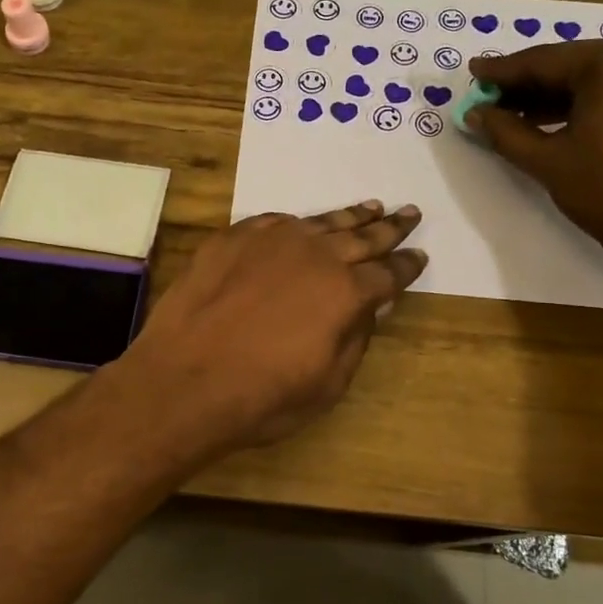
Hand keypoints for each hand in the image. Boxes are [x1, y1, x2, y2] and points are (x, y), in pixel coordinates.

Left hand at [122, 201, 426, 455]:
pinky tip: (304, 224)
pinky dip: (297, 223)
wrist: (184, 381)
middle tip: (409, 213)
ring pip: (321, 222)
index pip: (388, 273)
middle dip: (389, 227)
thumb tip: (370, 309)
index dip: (406, 266)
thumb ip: (355, 339)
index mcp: (346, 292)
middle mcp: (315, 255)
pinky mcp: (233, 237)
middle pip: (362, 236)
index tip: (419, 256)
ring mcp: (271, 240)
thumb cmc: (262, 397)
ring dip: (350, 216)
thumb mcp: (327, 384)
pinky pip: (275, 222)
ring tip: (371, 206)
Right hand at [464, 42, 602, 282]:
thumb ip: (505, 132)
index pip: (545, 61)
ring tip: (515, 114)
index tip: (473, 72)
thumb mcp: (548, 162)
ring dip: (556, 95)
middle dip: (529, 84)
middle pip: (572, 64)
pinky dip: (587, 102)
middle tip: (490, 97)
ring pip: (596, 76)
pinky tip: (556, 119)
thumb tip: (474, 113)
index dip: (504, 70)